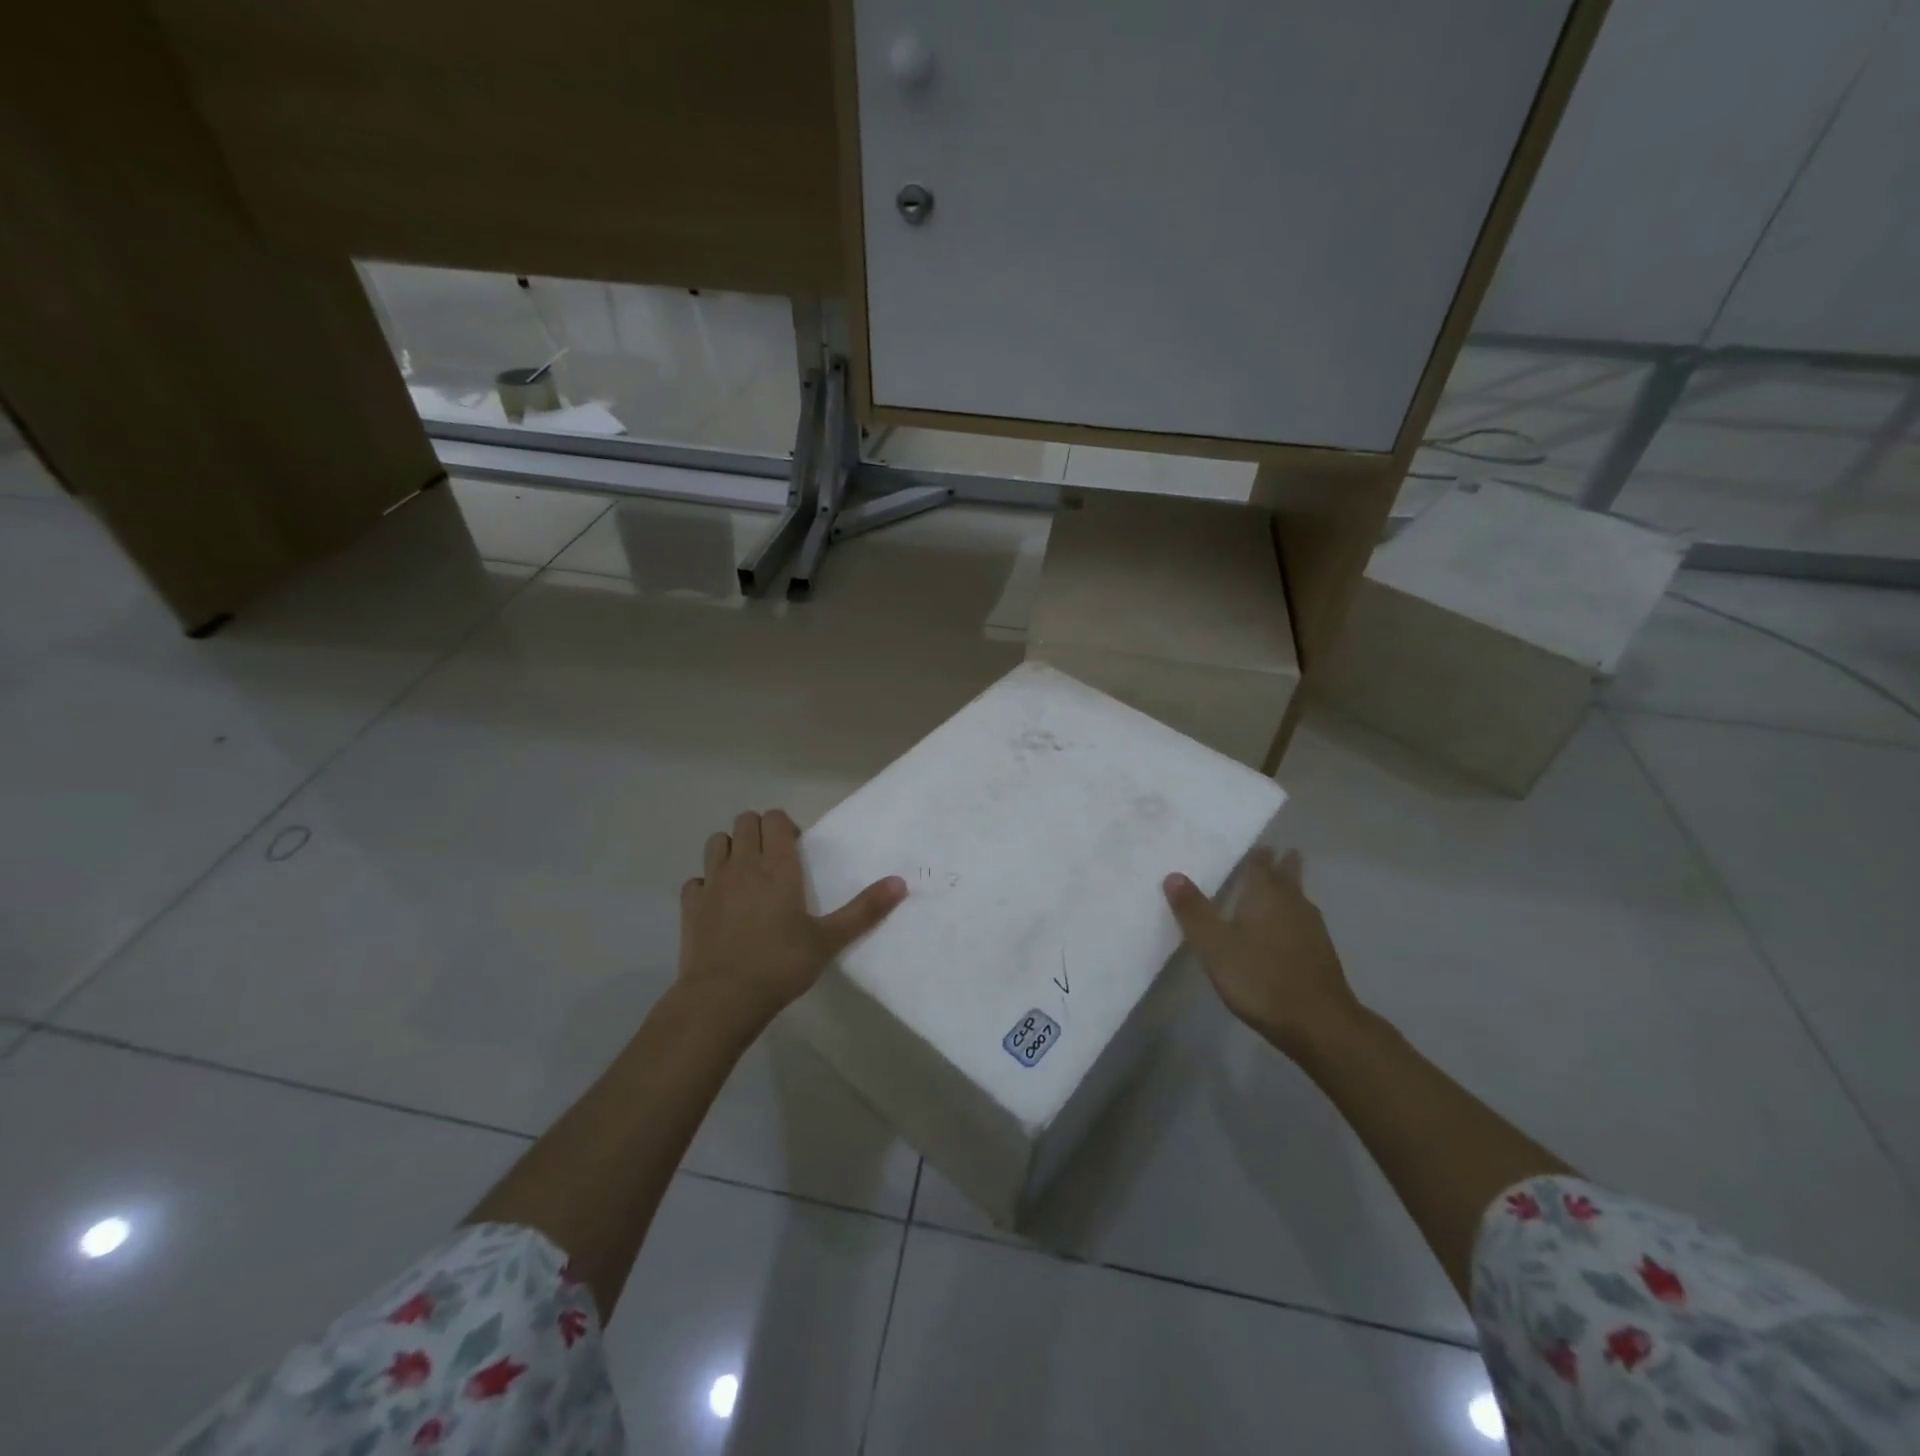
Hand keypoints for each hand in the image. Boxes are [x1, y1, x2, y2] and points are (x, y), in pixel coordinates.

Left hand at [679, 809, 905, 1028]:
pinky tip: (719, 903)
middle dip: (760, 831)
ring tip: (746, 875)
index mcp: (778, 867)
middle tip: (774, 860)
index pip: (775, 819)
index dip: (785, 826)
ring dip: (731, 849)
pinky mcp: (690, 905)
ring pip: (717, 842)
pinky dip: (707, 883)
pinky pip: (696, 879)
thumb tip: (900, 882)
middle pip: (745, 822)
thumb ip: (864, 910)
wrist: (723, 999)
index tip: (796, 850)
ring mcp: (712, 883)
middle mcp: (743, 864)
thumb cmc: (781, 965)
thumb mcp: (829, 939)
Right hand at [1163, 848, 1367, 1059]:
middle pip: (1288, 877)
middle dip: (1284, 865)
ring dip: (1293, 888)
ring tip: (1286, 885)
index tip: (1258, 845)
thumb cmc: (1260, 977)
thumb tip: (1173, 875)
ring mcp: (1312, 930)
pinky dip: (1296, 916)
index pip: (1261, 865)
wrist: (1319, 1023)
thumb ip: (1193, 911)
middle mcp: (1292, 904)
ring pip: (1300, 899)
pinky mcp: (1322, 955)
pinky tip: (1291, 930)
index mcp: (1265, 896)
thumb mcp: (1214, 945)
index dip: (1258, 855)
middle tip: (1282, 851)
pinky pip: (1305, 922)